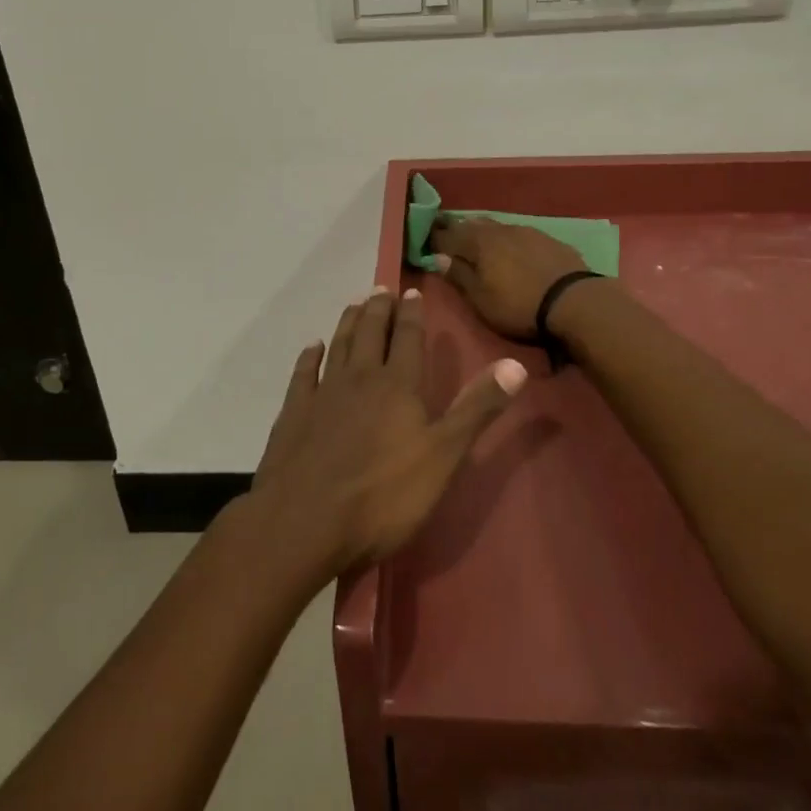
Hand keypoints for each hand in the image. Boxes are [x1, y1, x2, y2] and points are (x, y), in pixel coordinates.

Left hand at [249, 286, 528, 577]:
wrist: (304, 522)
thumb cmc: (383, 495)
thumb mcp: (443, 456)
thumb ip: (477, 408)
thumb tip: (516, 364)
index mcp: (398, 386)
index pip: (409, 339)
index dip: (412, 314)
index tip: (411, 292)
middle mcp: (359, 378)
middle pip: (371, 333)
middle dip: (379, 309)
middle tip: (381, 288)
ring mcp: (322, 393)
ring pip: (339, 345)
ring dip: (348, 322)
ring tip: (355, 304)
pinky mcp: (293, 413)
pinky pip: (303, 374)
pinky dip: (309, 356)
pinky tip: (312, 347)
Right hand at [428, 218, 588, 338]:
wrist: (574, 301)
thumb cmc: (519, 305)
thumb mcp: (481, 299)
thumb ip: (459, 276)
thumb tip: (437, 257)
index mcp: (478, 243)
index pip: (448, 235)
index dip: (435, 237)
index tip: (424, 238)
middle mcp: (499, 230)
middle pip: (472, 225)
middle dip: (457, 229)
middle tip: (446, 232)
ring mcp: (525, 231)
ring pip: (495, 226)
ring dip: (482, 231)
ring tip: (475, 238)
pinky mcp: (546, 239)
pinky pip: (517, 233)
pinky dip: (505, 238)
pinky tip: (509, 246)